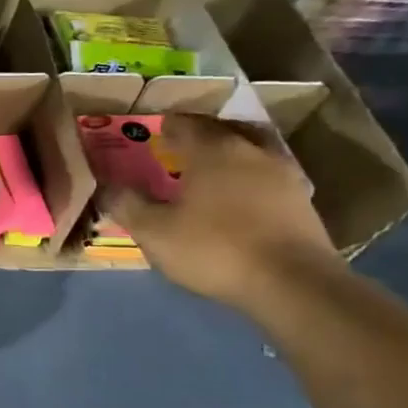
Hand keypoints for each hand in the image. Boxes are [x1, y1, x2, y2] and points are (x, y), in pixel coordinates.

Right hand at [104, 114, 342, 311]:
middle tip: (178, 148)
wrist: (293, 284)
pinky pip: (266, 176)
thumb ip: (127, 204)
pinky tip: (237, 199)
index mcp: (212, 151)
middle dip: (198, 135)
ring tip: (208, 172)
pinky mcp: (301, 201)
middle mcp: (250, 151)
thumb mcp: (154, 231)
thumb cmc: (215, 249)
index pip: (185, 123)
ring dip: (228, 154)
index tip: (151, 133)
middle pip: (222, 130)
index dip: (165, 125)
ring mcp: (283, 174)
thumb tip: (106, 186)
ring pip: (250, 150)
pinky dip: (248, 178)